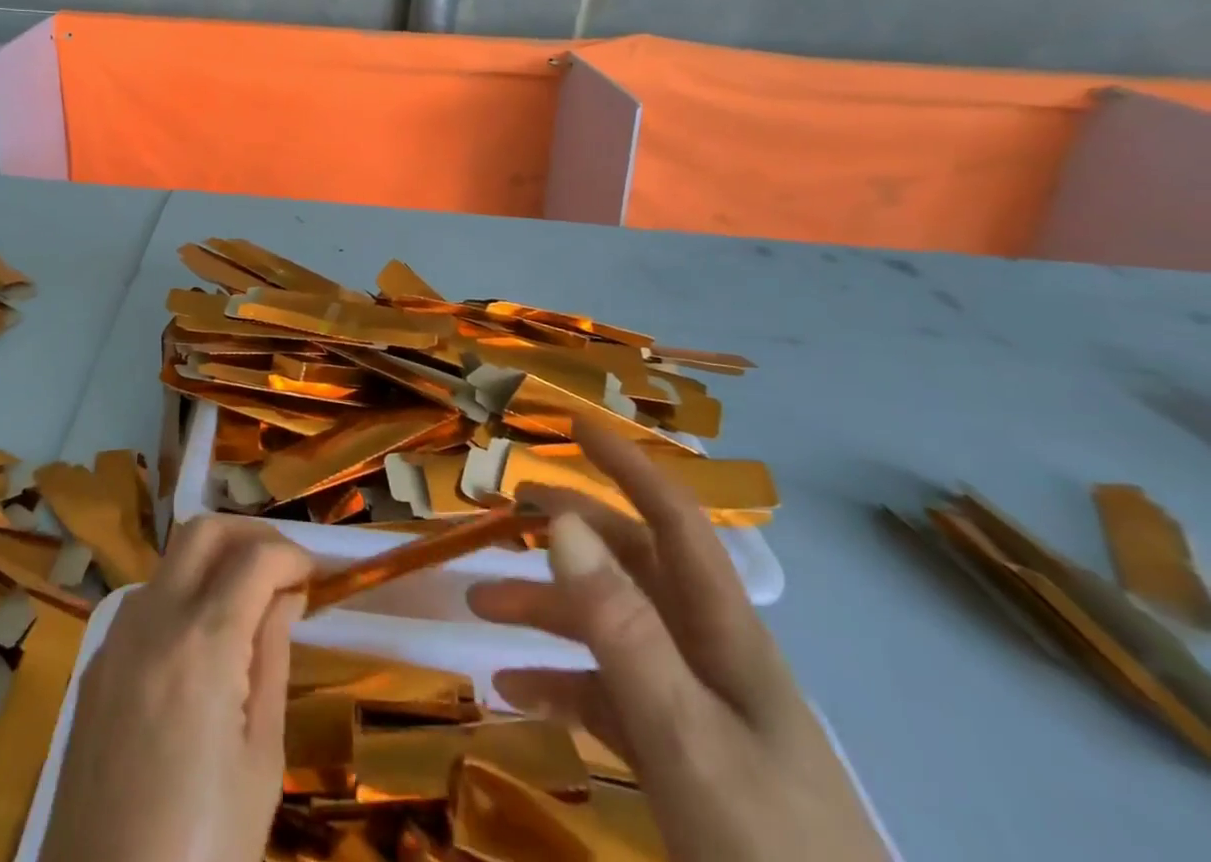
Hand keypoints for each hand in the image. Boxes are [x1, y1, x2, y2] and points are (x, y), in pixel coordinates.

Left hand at [39, 516, 310, 861]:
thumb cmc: (204, 851)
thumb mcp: (260, 760)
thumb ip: (271, 659)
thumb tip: (283, 596)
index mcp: (202, 643)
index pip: (255, 558)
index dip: (292, 554)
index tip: (314, 575)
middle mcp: (152, 620)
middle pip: (202, 531)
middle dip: (249, 534)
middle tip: (281, 568)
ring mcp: (115, 640)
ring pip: (170, 562)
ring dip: (212, 562)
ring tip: (246, 603)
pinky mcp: (94, 667)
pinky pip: (144, 604)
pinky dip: (181, 597)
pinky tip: (200, 644)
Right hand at [469, 424, 889, 861]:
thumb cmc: (767, 851)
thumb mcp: (684, 735)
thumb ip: (622, 627)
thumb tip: (563, 522)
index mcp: (723, 632)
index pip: (674, 520)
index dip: (628, 466)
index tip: (574, 427)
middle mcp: (708, 655)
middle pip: (632, 566)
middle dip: (570, 530)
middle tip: (507, 509)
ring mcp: (695, 709)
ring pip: (611, 629)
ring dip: (547, 609)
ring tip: (479, 605)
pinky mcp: (681, 759)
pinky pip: (609, 696)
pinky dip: (559, 683)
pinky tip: (513, 689)